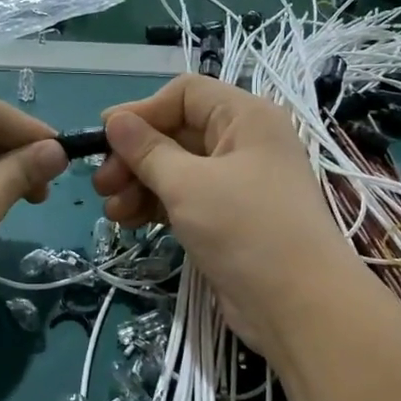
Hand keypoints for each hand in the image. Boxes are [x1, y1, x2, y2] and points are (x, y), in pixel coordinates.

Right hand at [92, 75, 368, 359]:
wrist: (299, 305)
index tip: (105, 138)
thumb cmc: (245, 230)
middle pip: (177, 133)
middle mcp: (244, 143)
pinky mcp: (230, 219)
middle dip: (135, 156)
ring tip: (112, 211)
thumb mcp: (188, 185)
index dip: (142, 112)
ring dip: (140, 184)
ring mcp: (238, 183)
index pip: (185, 94)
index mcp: (246, 118)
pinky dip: (157, 206)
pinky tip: (130, 222)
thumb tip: (114, 120)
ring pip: (177, 170)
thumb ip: (147, 151)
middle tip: (101, 185)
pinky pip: (186, 199)